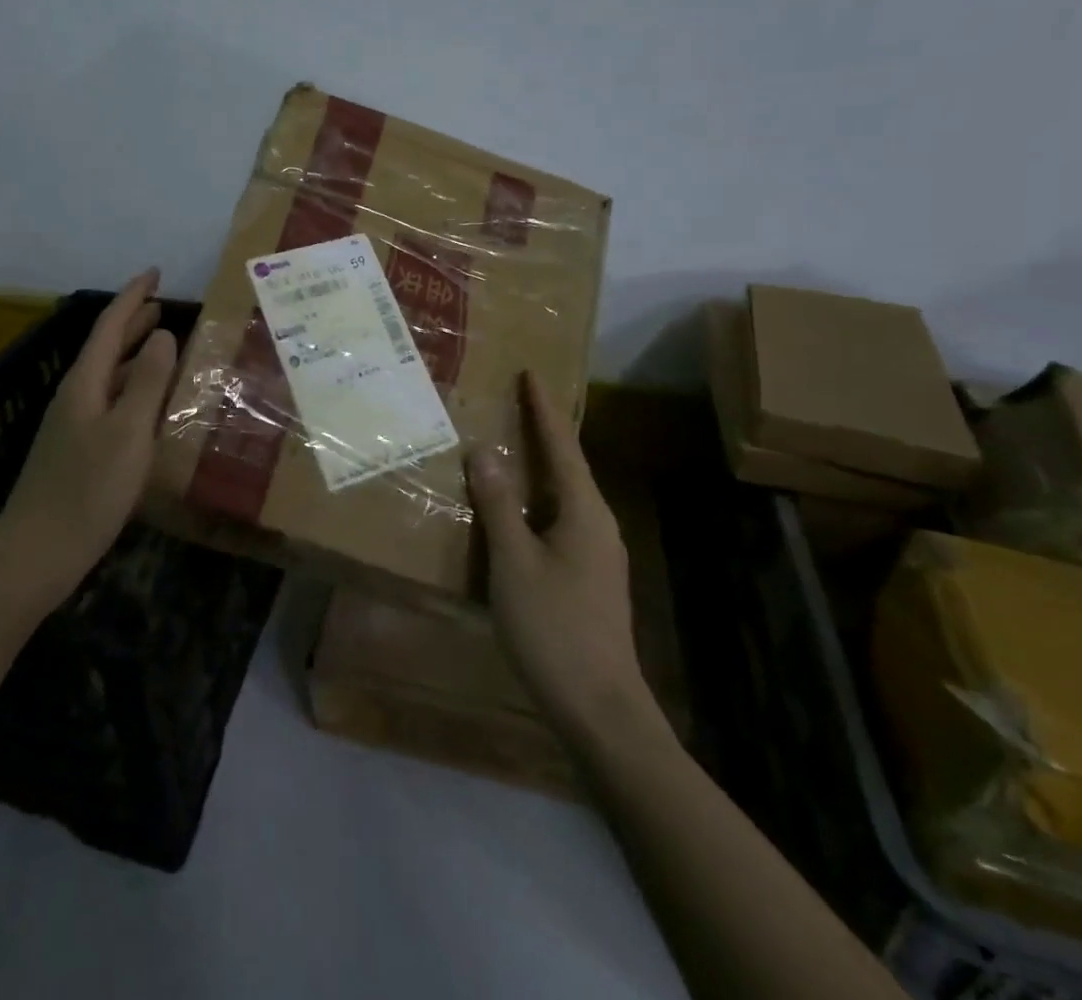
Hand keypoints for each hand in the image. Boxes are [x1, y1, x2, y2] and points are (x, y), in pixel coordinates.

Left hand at [0, 270, 178, 606]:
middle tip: (162, 304)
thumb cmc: (88, 491)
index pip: (110, 326)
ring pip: (108, 376)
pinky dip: (132, 389)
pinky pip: (110, 402)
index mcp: (85, 384)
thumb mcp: (129, 433)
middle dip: (133, 322)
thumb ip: (147, 382)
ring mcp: (73, 426)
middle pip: (106, 347)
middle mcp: (75, 397)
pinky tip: (148, 404)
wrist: (35, 556)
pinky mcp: (77, 452)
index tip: (155, 272)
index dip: (133, 296)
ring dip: (134, 355)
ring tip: (163, 344)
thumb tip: (163, 335)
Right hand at [467, 372, 670, 747]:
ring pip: (564, 496)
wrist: (599, 707)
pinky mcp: (589, 578)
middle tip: (514, 404)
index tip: (531, 373)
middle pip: (567, 466)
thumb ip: (498, 506)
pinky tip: (516, 511)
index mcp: (585, 512)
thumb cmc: (554, 627)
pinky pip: (559, 521)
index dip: (543, 409)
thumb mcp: (514, 562)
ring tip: (510, 447)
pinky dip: (537, 501)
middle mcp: (598, 524)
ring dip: (539, 468)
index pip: (561, 446)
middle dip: (542, 433)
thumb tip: (482, 453)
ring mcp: (598, 554)